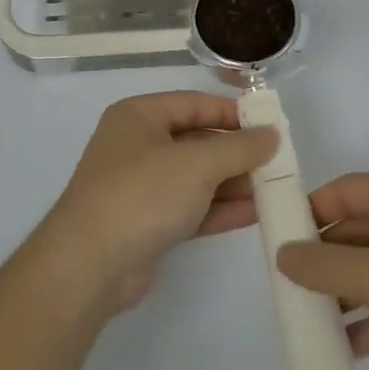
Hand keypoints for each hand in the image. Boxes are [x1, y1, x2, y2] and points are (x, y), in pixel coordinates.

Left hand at [29, 92, 277, 317]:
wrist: (90, 265)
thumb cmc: (142, 194)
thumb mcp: (197, 163)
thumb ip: (239, 147)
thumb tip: (272, 134)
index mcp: (140, 116)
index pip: (195, 103)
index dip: (233, 113)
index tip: (271, 126)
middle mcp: (138, 145)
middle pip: (198, 141)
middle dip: (237, 152)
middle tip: (278, 161)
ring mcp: (142, 186)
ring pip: (197, 177)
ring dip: (234, 182)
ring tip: (276, 188)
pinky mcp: (149, 223)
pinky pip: (192, 207)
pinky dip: (220, 208)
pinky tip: (256, 212)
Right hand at [275, 173, 368, 369]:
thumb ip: (325, 267)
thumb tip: (282, 255)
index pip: (346, 190)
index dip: (310, 209)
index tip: (278, 238)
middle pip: (357, 230)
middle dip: (323, 259)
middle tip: (287, 287)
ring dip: (343, 293)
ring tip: (308, 320)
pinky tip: (345, 348)